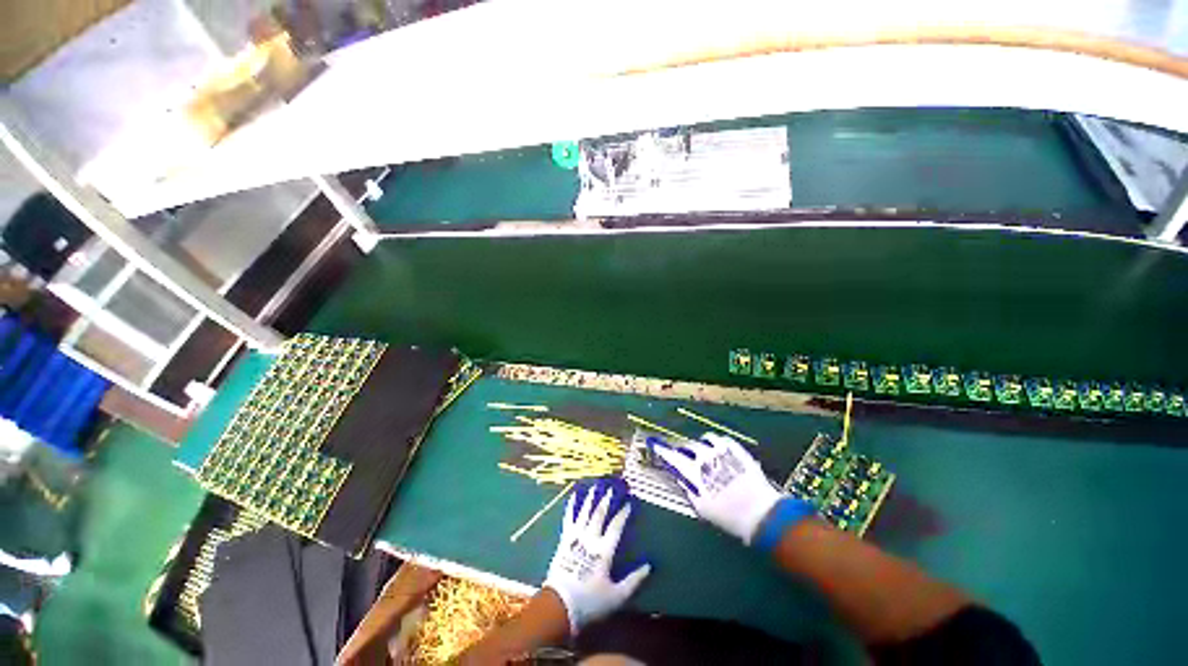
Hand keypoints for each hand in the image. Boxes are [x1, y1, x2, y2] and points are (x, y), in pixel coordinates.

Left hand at [542, 478, 651, 634]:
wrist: (559, 606)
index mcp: (604, 551)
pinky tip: (572, 497)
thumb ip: (634, 580)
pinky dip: (571, 506)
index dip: (623, 514)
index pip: (616, 527)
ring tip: (594, 486)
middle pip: (599, 515)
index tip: (628, 503)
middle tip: (611, 488)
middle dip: (606, 500)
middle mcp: (590, 539)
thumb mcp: (617, 596)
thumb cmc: (590, 602)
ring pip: (584, 513)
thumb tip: (649, 566)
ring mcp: (575, 538)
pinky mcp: (564, 541)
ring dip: (590, 499)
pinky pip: (568, 519)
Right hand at [648, 432, 784, 543]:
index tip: (655, 446)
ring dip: (701, 445)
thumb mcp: (701, 507)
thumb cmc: (728, 516)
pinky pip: (721, 439)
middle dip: (684, 452)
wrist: (760, 513)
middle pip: (687, 447)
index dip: (662, 450)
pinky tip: (720, 453)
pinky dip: (717, 444)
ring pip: (704, 439)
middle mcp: (704, 456)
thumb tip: (679, 477)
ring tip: (705, 455)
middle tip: (687, 460)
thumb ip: (687, 489)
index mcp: (693, 471)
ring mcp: (721, 449)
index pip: (672, 456)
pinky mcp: (736, 448)